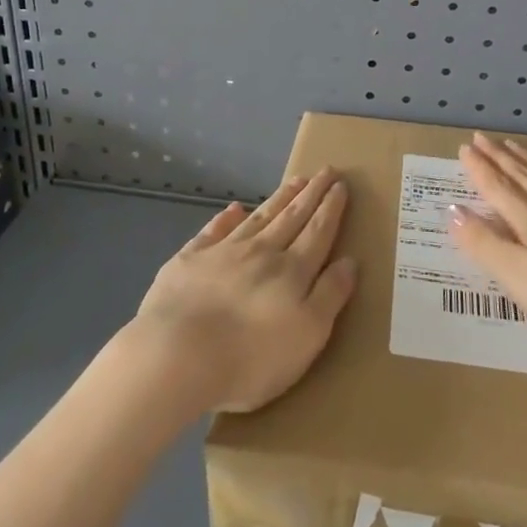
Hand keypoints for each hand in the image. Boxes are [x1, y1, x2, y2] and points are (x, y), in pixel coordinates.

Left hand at [126, 168, 357, 413]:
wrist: (177, 354)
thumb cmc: (250, 356)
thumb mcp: (308, 335)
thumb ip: (330, 295)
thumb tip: (349, 261)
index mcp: (292, 271)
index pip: (318, 232)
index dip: (331, 208)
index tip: (341, 185)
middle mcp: (261, 252)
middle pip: (292, 217)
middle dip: (311, 194)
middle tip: (325, 170)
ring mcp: (223, 252)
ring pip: (259, 217)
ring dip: (279, 198)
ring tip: (295, 180)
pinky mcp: (190, 260)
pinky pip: (214, 230)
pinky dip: (227, 217)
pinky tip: (235, 208)